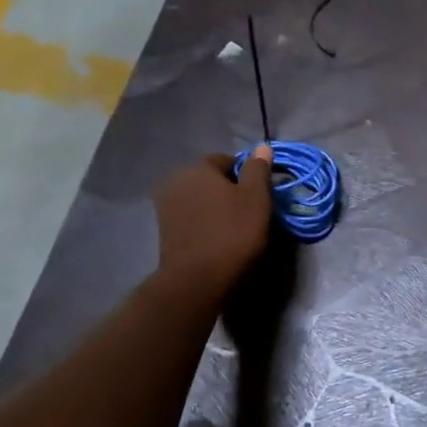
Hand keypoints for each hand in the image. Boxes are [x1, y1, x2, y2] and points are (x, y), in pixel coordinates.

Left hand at [154, 147, 273, 298]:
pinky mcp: (164, 229)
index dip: (247, 175)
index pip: (227, 160)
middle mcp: (176, 180)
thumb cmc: (232, 234)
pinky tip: (217, 238)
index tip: (260, 194)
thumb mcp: (256, 199)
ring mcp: (165, 206)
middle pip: (210, 179)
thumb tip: (262, 146)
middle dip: (229, 190)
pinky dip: (204, 222)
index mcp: (198, 167)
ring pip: (200, 199)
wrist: (196, 279)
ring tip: (234, 227)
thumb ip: (258, 169)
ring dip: (215, 207)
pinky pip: (191, 217)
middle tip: (249, 211)